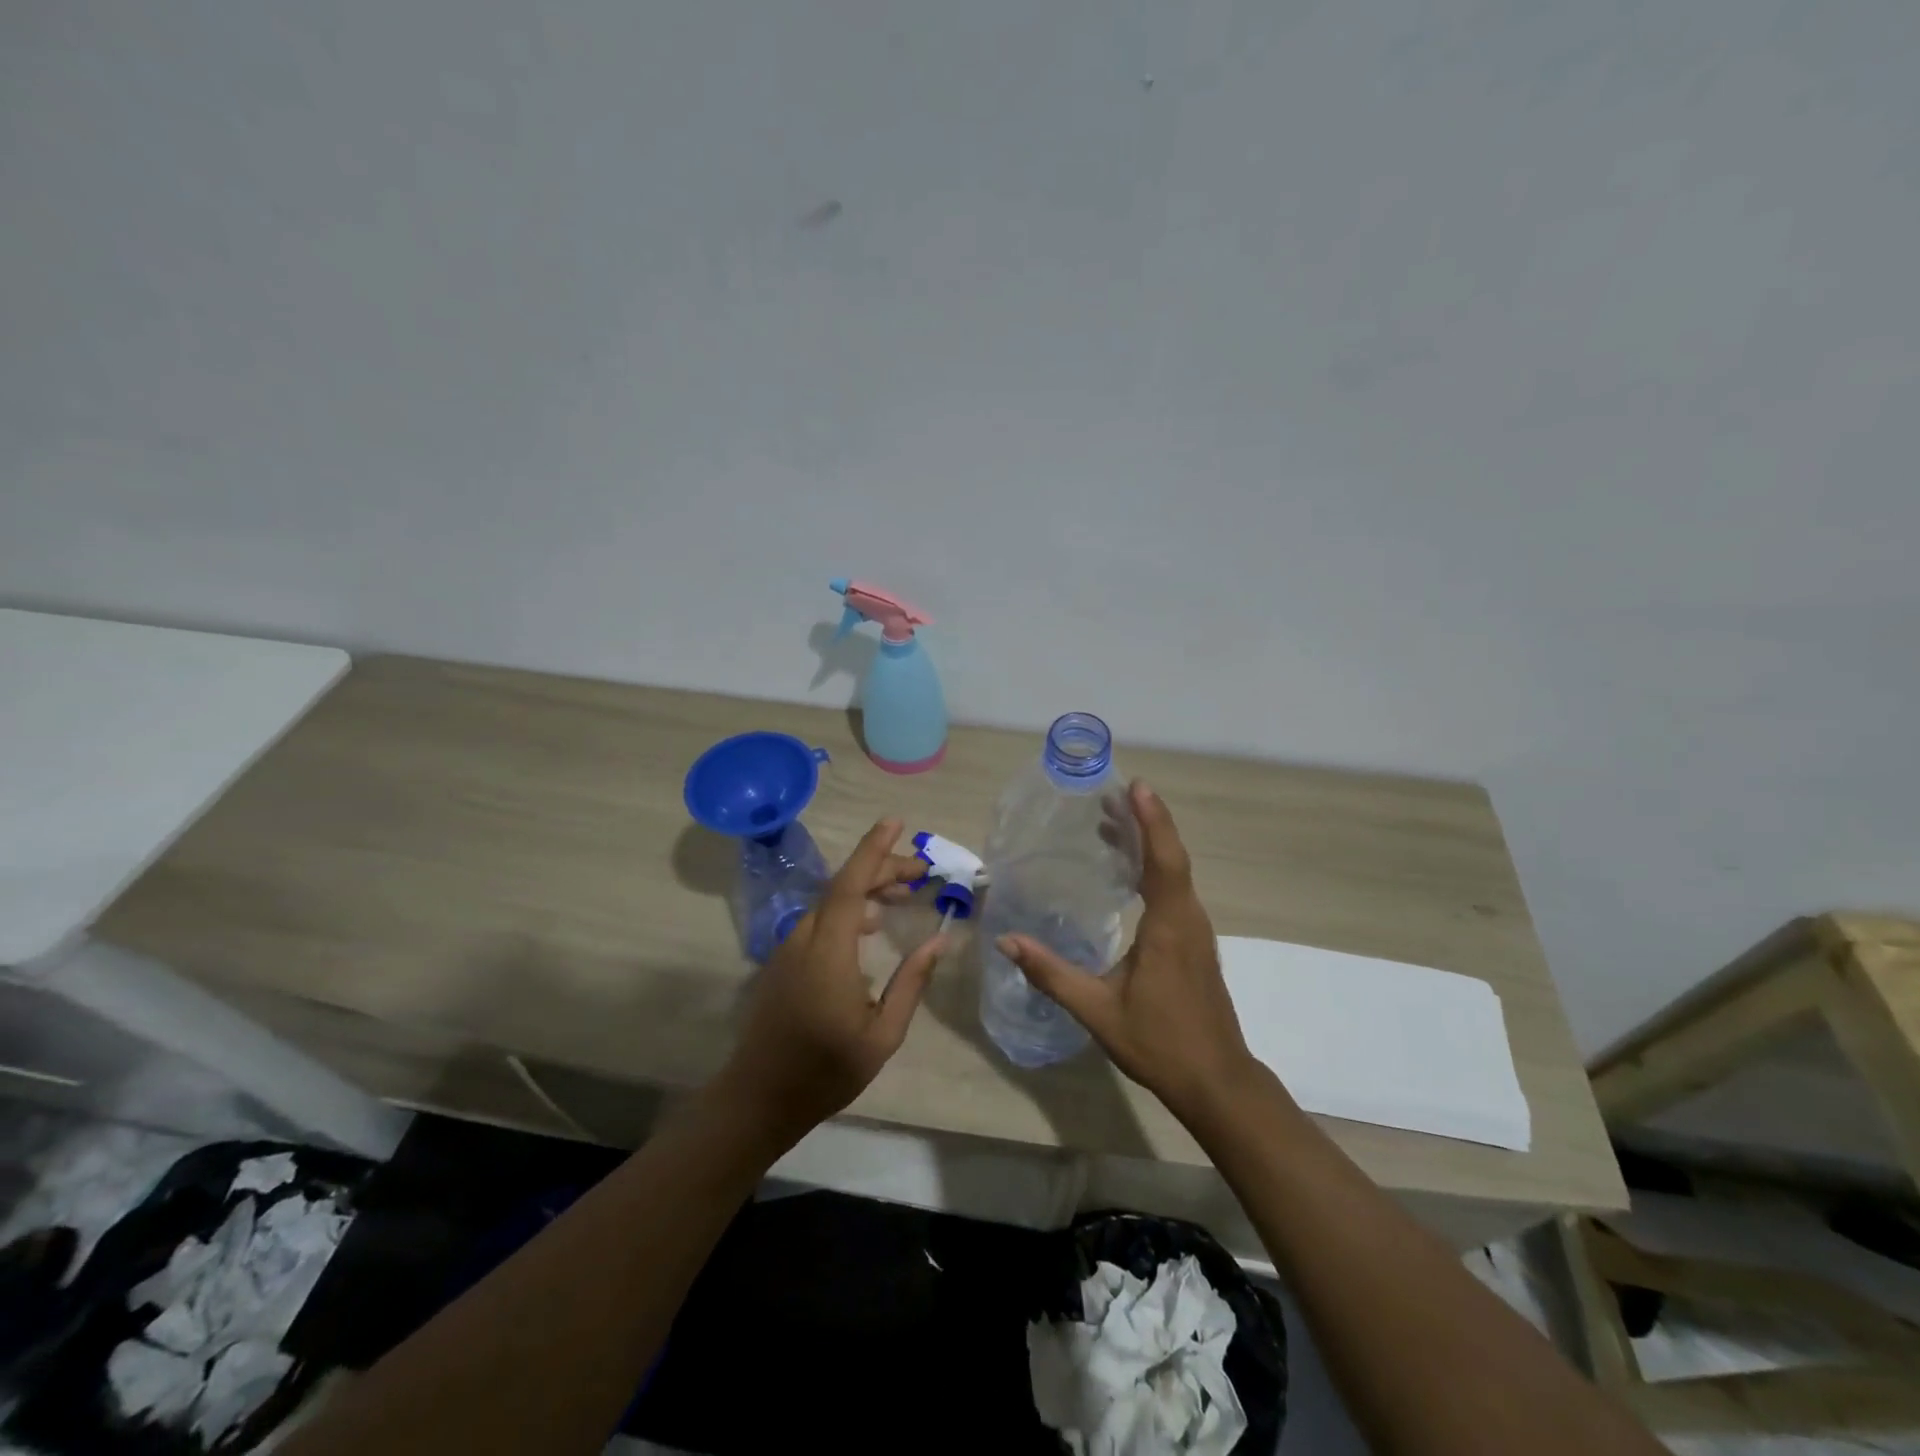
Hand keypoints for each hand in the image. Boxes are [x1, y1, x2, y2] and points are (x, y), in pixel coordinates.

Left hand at [717, 818, 947, 1147]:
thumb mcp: (882, 1034)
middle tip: (921, 871)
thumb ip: (911, 982)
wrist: (759, 1098)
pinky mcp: (785, 961)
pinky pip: (820, 919)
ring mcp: (790, 949)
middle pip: (843, 886)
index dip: (873, 850)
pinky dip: (849, 908)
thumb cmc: (826, 1070)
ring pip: (831, 901)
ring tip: (904, 892)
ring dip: (867, 888)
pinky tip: (871, 924)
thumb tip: (939, 940)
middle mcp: (805, 938)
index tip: (896, 822)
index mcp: (829, 952)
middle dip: (883, 868)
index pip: (850, 884)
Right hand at [998, 781, 1258, 1122]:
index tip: (1136, 786)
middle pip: (1171, 857)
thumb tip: (1006, 942)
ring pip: (1175, 873)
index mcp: (1170, 927)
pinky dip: (1153, 869)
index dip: (1152, 821)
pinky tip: (1128, 875)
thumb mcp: (1097, 1010)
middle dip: (1143, 823)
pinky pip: (1175, 891)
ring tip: (1111, 825)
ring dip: (1148, 844)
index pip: (1164, 861)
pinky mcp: (1194, 943)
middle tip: (1109, 798)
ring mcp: (1196, 931)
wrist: (1216, 1081)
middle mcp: (1189, 920)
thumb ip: (1052, 974)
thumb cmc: (1159, 1042)